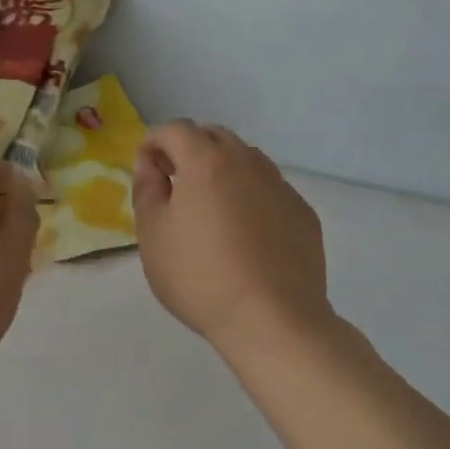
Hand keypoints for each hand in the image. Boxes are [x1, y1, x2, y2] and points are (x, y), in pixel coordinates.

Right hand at [133, 121, 333, 355]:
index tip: (147, 167)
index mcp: (206, 162)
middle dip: (189, 149)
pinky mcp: (302, 212)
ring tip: (211, 207)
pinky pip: (270, 188)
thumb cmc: (200, 278)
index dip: (154, 141)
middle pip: (214, 136)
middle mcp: (247, 162)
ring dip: (223, 169)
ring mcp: (280, 186)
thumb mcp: (153, 236)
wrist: (273, 320)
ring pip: (246, 159)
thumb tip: (150, 163)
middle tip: (175, 183)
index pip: (175, 129)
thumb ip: (147, 189)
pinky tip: (246, 233)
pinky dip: (251, 194)